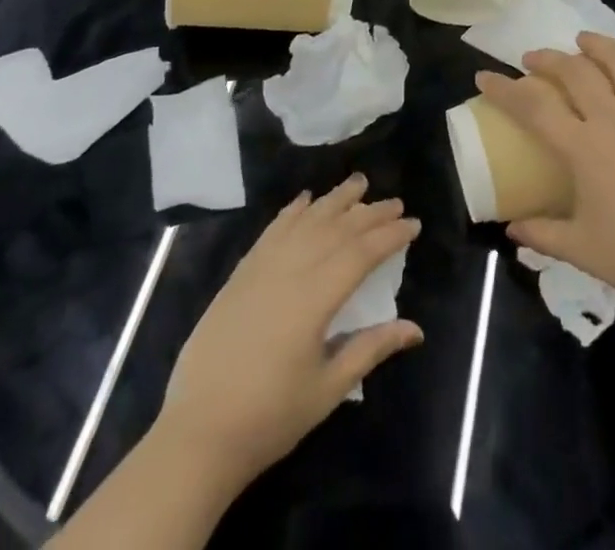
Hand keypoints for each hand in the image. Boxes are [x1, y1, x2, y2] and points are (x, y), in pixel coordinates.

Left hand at [158, 176, 422, 485]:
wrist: (199, 431)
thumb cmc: (270, 417)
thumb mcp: (328, 389)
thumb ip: (370, 349)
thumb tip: (415, 329)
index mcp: (314, 298)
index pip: (360, 254)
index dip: (389, 236)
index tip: (413, 224)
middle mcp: (289, 271)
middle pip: (336, 230)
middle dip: (369, 213)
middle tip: (395, 202)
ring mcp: (261, 268)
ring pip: (305, 221)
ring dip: (334, 200)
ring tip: (358, 183)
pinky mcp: (241, 274)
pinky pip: (272, 231)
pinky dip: (292, 212)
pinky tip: (305, 201)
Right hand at [475, 33, 614, 330]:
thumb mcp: (580, 251)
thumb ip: (540, 234)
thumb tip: (509, 228)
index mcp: (584, 149)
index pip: (534, 106)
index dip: (505, 89)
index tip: (485, 77)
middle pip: (575, 73)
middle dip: (548, 59)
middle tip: (533, 59)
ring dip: (597, 45)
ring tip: (581, 39)